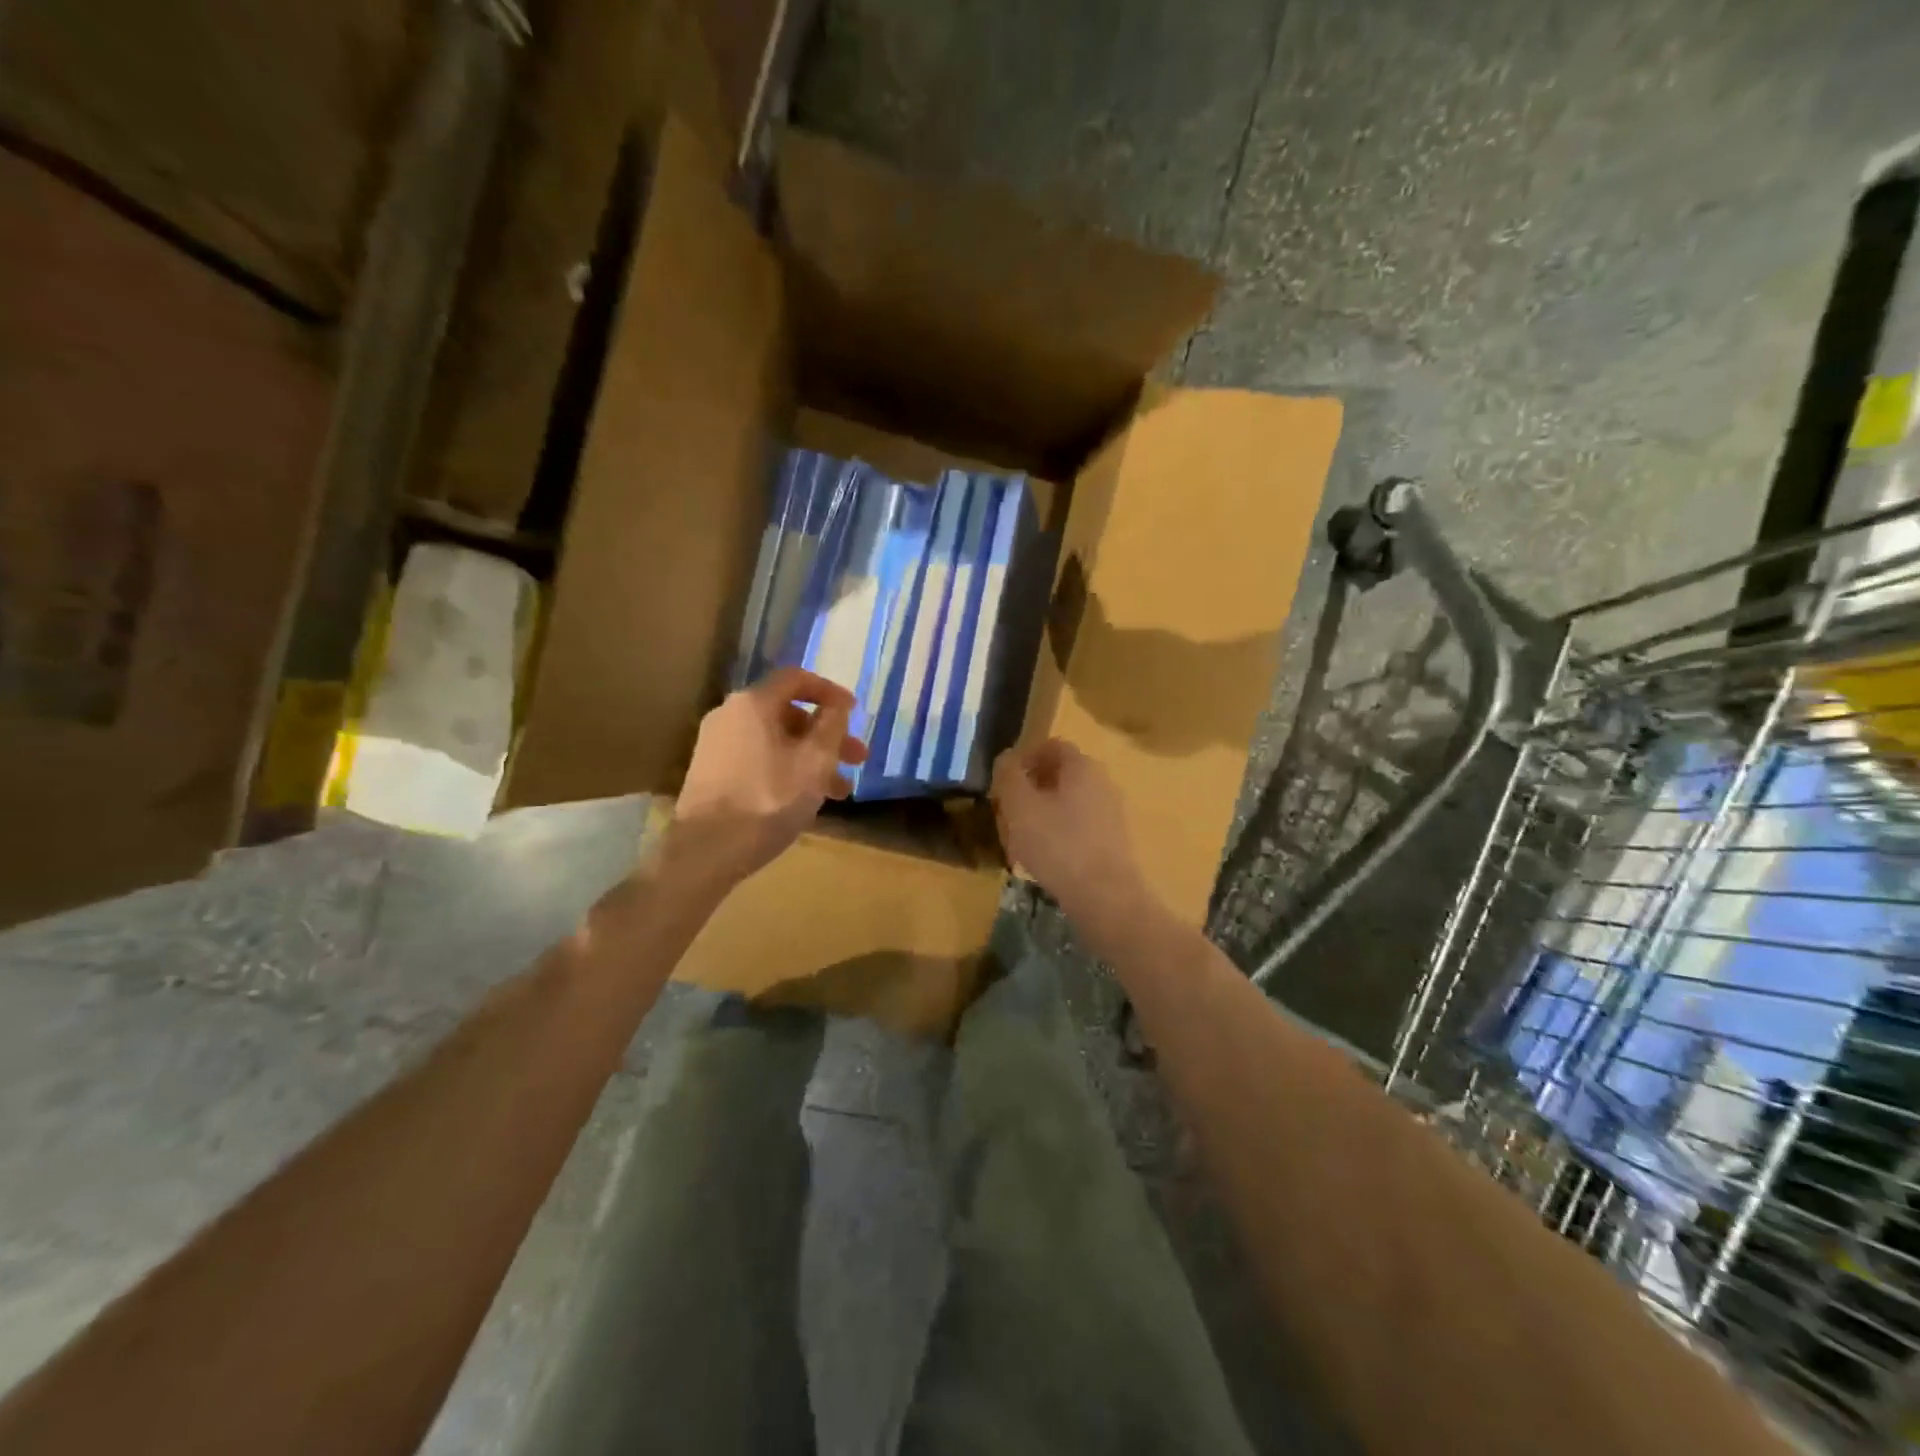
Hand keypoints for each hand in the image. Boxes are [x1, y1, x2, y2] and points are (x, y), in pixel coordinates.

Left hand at [667, 668, 868, 889]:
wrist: (707, 850)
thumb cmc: (769, 799)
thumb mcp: (815, 762)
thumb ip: (831, 726)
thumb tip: (836, 707)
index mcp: (753, 703)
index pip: (796, 679)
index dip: (830, 692)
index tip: (854, 712)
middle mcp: (729, 715)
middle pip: (787, 714)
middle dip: (826, 735)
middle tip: (856, 760)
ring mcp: (716, 745)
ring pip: (775, 741)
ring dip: (810, 759)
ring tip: (839, 792)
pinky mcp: (710, 773)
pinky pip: (758, 759)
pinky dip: (786, 770)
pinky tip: (804, 799)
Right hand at [991, 739, 1148, 924]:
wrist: (1105, 898)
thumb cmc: (1058, 844)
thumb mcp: (1020, 806)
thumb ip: (1008, 776)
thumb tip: (1006, 758)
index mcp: (1082, 766)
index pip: (1051, 746)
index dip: (1024, 758)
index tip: (1003, 781)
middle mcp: (1102, 783)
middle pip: (1059, 775)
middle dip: (1030, 789)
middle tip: (1006, 811)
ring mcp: (1110, 814)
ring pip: (1067, 803)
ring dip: (1041, 814)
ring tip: (1018, 840)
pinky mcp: (1112, 842)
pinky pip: (1078, 828)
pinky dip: (1057, 835)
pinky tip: (1041, 860)